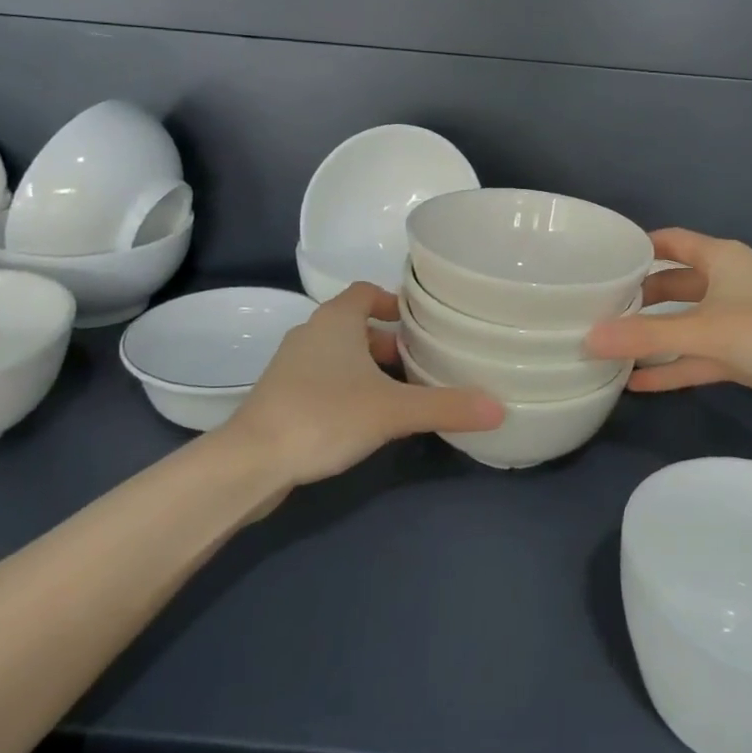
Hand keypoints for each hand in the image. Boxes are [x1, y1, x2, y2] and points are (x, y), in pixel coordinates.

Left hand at [223, 282, 503, 486]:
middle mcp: (311, 333)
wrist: (252, 461)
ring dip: (368, 368)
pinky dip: (347, 388)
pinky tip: (366, 419)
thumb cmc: (324, 415)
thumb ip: (446, 406)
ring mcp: (291, 365)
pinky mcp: (281, 396)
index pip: (366, 291)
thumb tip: (499, 408)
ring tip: (402, 393)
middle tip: (422, 363)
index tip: (421, 322)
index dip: (394, 301)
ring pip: (340, 355)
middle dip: (390, 342)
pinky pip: (323, 379)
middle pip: (357, 325)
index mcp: (335, 319)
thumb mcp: (393, 410)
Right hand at [585, 229, 751, 420]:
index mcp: (720, 258)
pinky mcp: (744, 355)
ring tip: (610, 346)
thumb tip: (588, 339)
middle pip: (673, 283)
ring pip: (685, 323)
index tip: (600, 259)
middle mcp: (726, 282)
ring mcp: (736, 320)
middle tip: (597, 308)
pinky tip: (639, 384)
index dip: (638, 247)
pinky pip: (699, 356)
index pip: (670, 242)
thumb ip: (646, 336)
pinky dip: (673, 367)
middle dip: (639, 297)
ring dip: (654, 336)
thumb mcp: (705, 330)